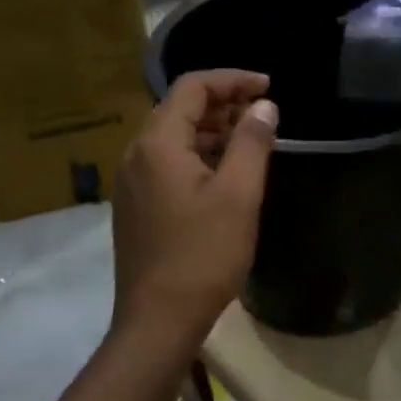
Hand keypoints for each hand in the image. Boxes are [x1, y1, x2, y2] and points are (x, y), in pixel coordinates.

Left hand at [112, 70, 277, 350]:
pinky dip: (198, 155)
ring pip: (173, 138)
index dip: (232, 79)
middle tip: (263, 112)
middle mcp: (136, 155)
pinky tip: (225, 174)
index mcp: (158, 144)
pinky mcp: (136, 206)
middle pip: (179, 109)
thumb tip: (263, 105)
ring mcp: (131, 182)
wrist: (158, 320)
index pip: (192, 88)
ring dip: (212, 130)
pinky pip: (167, 163)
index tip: (268, 87)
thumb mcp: (238, 194)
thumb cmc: (203, 254)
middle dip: (223, 103)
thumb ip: (252, 142)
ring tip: (251, 140)